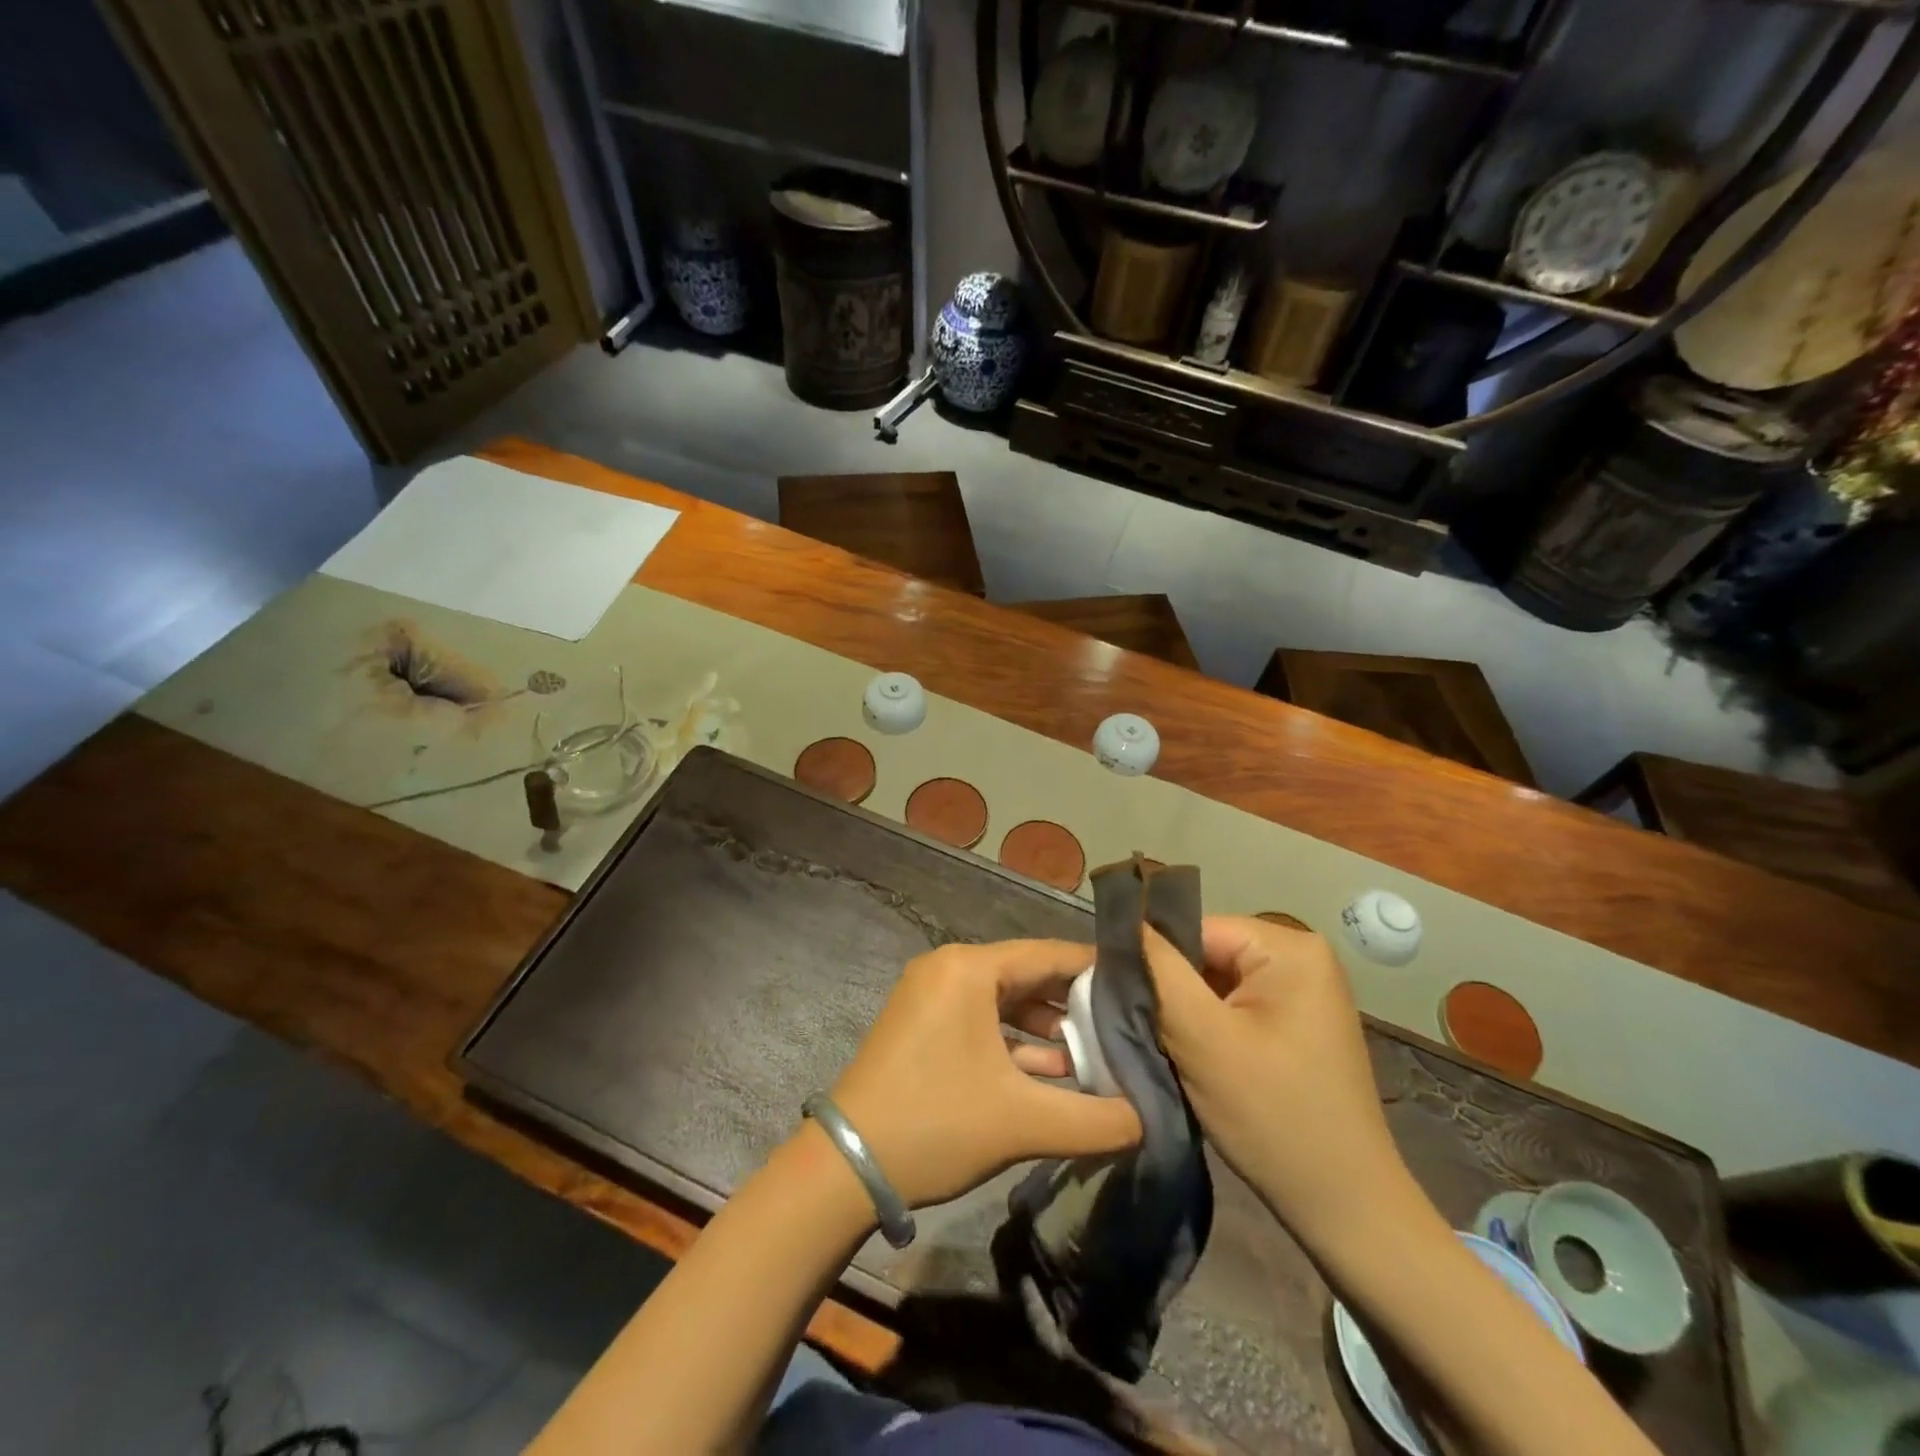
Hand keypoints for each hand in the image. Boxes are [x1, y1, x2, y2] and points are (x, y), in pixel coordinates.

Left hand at [827, 940, 1142, 1207]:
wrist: (845, 1166)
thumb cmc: (935, 1125)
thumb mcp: (1023, 1123)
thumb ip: (1096, 1120)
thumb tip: (1150, 1119)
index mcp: (969, 969)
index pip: (1049, 954)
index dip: (1097, 971)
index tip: (1141, 990)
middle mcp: (949, 969)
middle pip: (1028, 975)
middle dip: (1075, 1003)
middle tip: (1125, 1025)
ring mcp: (932, 996)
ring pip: (1005, 1000)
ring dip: (1047, 1028)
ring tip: (1096, 1055)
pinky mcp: (923, 1025)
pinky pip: (981, 1021)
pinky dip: (1015, 1042)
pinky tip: (1052, 1073)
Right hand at [1144, 916, 1409, 1235]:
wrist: (1346, 1208)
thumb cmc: (1273, 1116)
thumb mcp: (1202, 1037)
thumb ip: (1159, 972)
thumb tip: (1124, 924)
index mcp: (1290, 948)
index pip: (1196, 929)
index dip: (1155, 961)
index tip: (1122, 999)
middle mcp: (1304, 957)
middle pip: (1207, 954)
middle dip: (1173, 990)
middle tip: (1144, 1029)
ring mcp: (1305, 993)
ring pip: (1217, 983)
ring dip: (1188, 1013)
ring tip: (1168, 1047)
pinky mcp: (1300, 1025)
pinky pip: (1237, 1007)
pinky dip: (1210, 1029)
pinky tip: (1197, 1060)